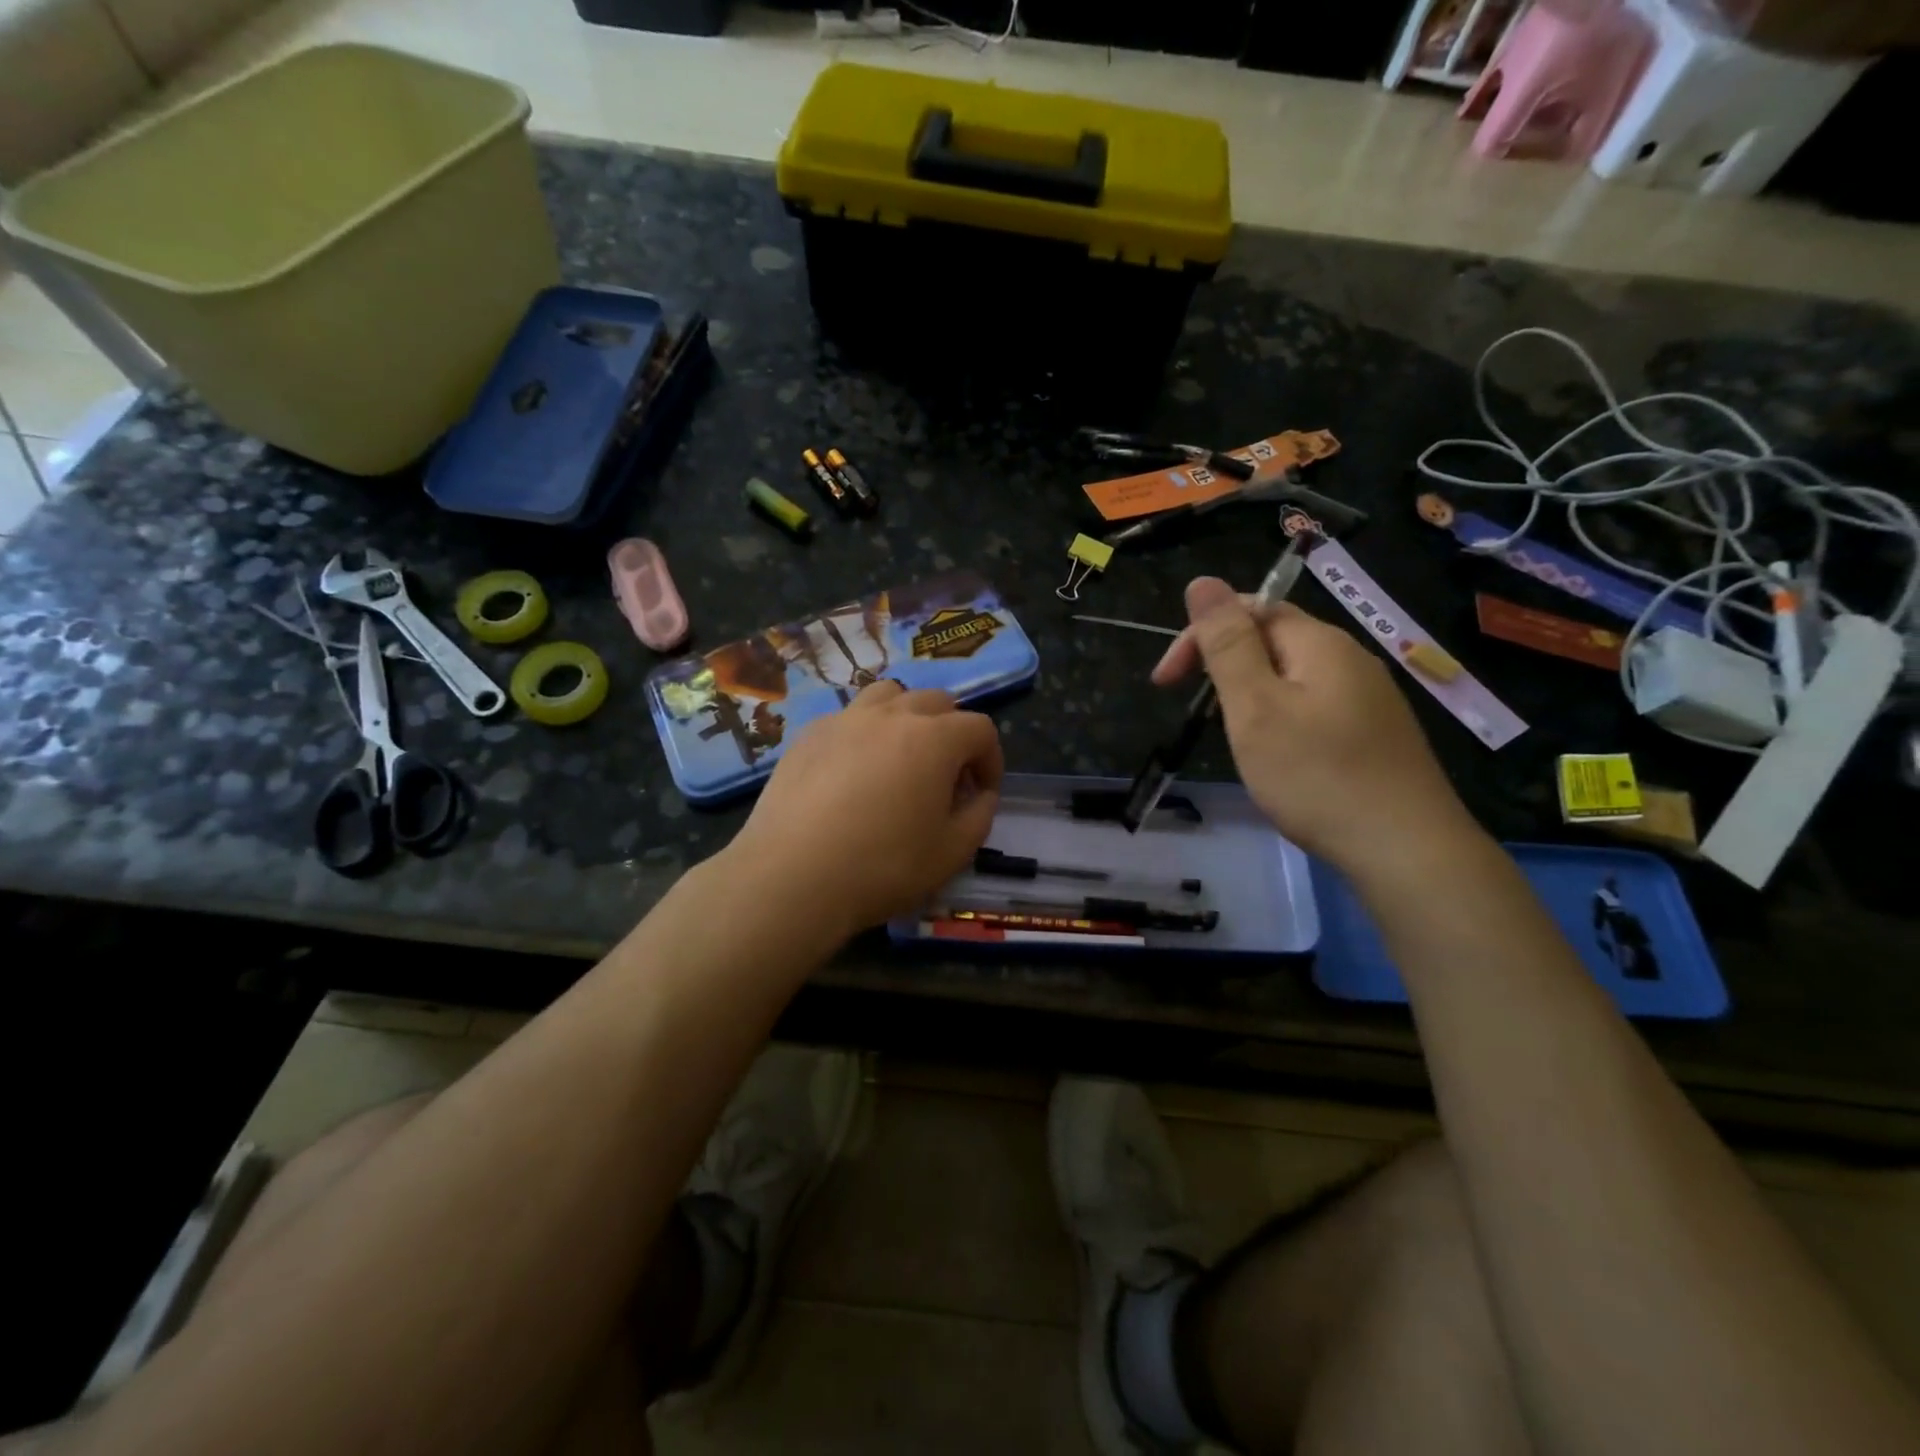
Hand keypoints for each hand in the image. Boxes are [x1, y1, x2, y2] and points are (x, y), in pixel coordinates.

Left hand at [723, 681, 1003, 941]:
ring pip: (888, 696)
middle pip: (937, 701)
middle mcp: (891, 715)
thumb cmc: (883, 866)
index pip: (980, 729)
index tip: (982, 793)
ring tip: (900, 757)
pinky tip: (853, 772)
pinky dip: (864, 733)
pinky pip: (848, 717)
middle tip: (946, 776)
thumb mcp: (952, 853)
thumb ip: (980, 816)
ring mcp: (845, 719)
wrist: (792, 876)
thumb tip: (981, 794)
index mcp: (934, 738)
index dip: (991, 759)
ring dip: (907, 718)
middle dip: (952, 733)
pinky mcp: (808, 735)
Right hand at [1152, 577, 1476, 870]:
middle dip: (1224, 664)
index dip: (1199, 635)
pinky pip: (1315, 704)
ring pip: (1293, 675)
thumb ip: (1227, 644)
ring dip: (1251, 692)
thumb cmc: (1317, 776)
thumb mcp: (1256, 707)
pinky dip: (1281, 716)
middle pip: (1274, 638)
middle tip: (1197, 712)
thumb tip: (1203, 581)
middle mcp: (1350, 658)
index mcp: (1319, 643)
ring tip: (1232, 736)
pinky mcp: (1376, 732)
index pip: (1250, 609)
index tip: (1164, 683)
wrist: (1407, 849)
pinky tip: (1279, 754)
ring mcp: (1369, 697)